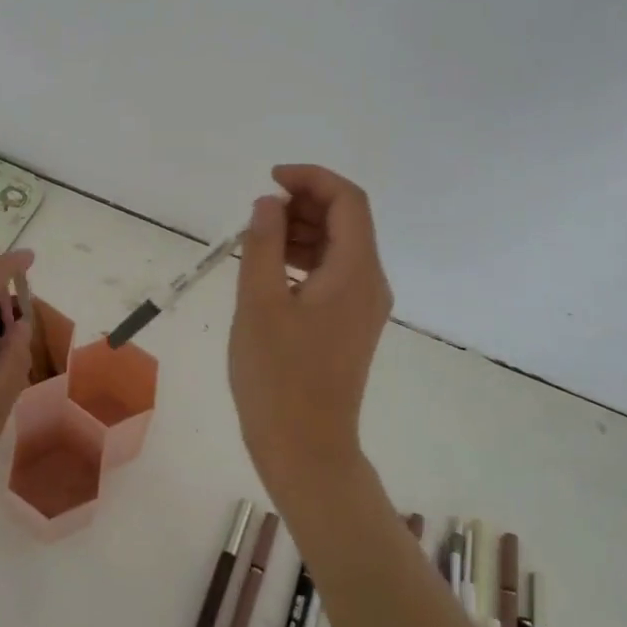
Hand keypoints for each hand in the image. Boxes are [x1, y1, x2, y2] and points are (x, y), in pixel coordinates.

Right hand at [229, 165, 392, 510]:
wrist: (305, 448)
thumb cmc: (277, 376)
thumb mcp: (259, 303)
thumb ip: (264, 244)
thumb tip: (269, 203)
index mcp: (356, 272)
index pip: (348, 201)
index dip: (311, 178)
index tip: (270, 180)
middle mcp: (370, 283)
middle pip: (347, 220)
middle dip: (304, 203)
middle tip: (258, 212)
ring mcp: (363, 306)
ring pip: (339, 247)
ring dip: (302, 230)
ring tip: (257, 238)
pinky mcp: (350, 324)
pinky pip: (332, 274)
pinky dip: (304, 258)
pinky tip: (270, 268)